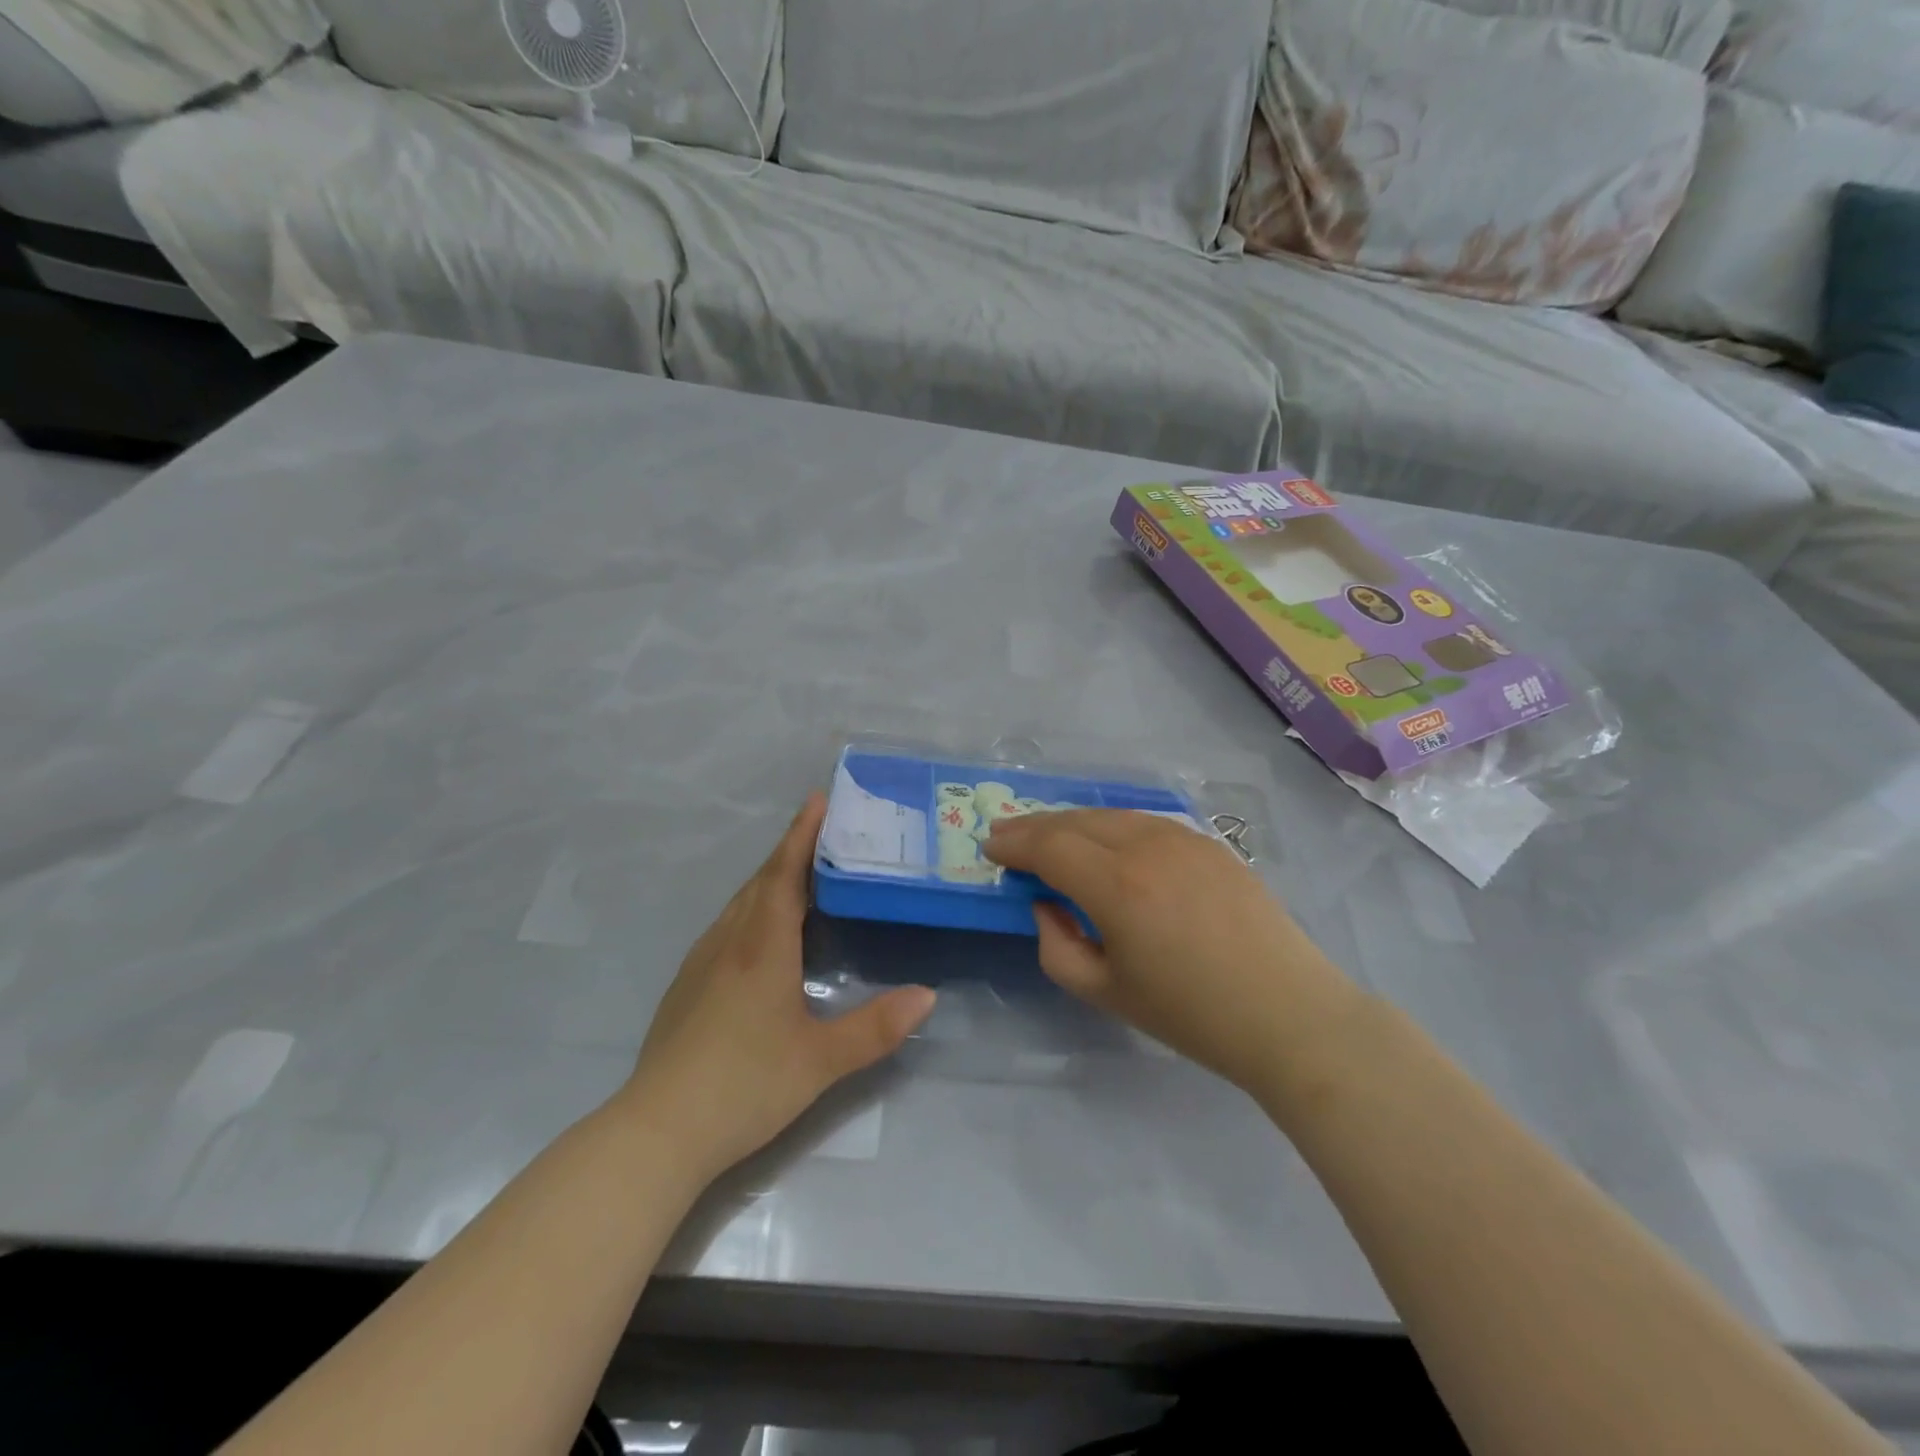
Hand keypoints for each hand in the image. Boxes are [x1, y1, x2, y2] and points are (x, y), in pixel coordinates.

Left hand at [619, 794, 936, 1184]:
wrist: (657, 1131)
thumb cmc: (744, 1085)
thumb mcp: (821, 1061)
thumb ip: (877, 1027)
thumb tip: (928, 995)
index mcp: (762, 947)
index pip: (784, 875)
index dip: (802, 835)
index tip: (819, 800)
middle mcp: (729, 943)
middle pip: (760, 882)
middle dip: (790, 851)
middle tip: (824, 833)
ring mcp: (701, 964)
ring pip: (739, 904)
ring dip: (770, 880)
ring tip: (801, 875)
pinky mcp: (686, 987)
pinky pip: (727, 927)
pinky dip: (752, 909)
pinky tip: (762, 934)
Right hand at [984, 810, 1361, 1095]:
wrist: (1288, 1013)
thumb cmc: (1191, 1014)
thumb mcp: (1105, 992)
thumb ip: (1056, 946)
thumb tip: (1046, 905)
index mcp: (1116, 885)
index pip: (1049, 846)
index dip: (1014, 843)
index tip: (990, 847)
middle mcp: (1146, 847)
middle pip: (1076, 821)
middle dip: (1036, 827)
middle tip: (1009, 836)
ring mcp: (1184, 839)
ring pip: (1112, 815)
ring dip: (1074, 822)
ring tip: (1051, 836)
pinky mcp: (1210, 844)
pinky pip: (1147, 822)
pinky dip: (1113, 826)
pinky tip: (1107, 842)